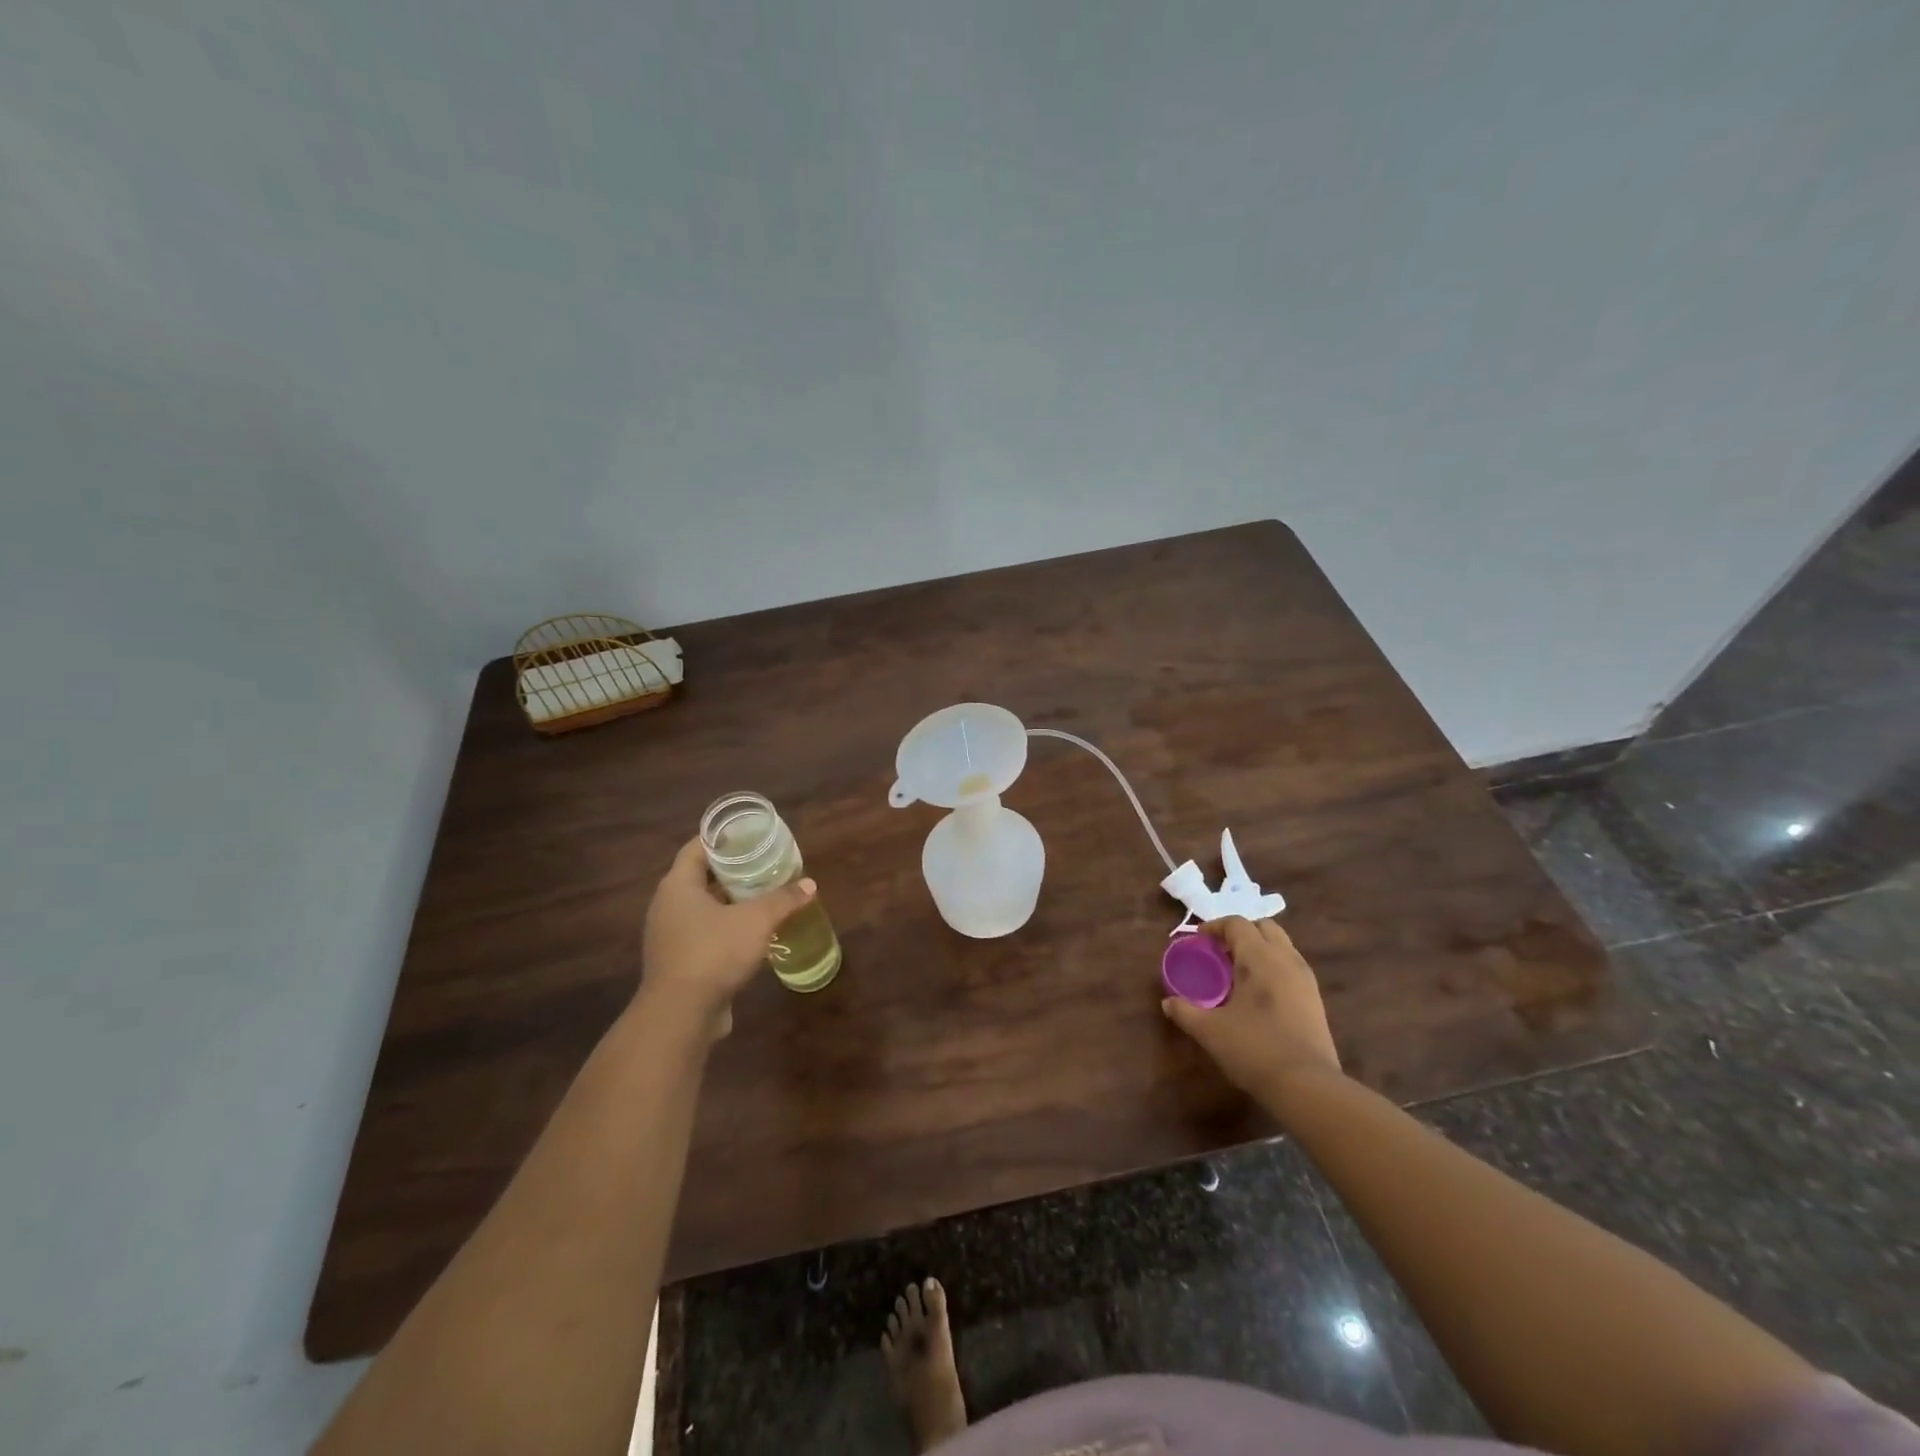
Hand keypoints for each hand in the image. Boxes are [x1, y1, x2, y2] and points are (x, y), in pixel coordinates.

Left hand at [640, 838, 815, 1036]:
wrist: (680, 1015)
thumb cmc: (714, 953)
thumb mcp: (757, 921)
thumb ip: (783, 899)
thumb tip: (809, 884)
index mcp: (678, 886)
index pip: (697, 848)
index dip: (722, 839)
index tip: (749, 835)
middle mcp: (668, 906)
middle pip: (701, 877)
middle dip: (733, 871)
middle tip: (765, 864)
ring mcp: (670, 936)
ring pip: (704, 908)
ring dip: (731, 902)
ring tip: (764, 896)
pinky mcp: (679, 962)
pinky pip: (704, 934)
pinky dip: (727, 928)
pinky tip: (754, 934)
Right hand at [1161, 917, 1340, 1096]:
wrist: (1307, 1086)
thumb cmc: (1254, 1049)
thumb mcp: (1210, 1031)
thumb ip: (1185, 1012)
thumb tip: (1168, 1003)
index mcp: (1259, 957)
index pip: (1237, 924)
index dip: (1214, 927)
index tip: (1198, 941)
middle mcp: (1285, 959)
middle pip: (1264, 927)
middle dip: (1241, 932)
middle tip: (1220, 952)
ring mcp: (1305, 978)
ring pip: (1282, 945)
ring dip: (1260, 948)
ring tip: (1239, 972)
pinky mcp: (1316, 999)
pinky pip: (1292, 966)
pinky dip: (1274, 966)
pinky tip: (1260, 993)